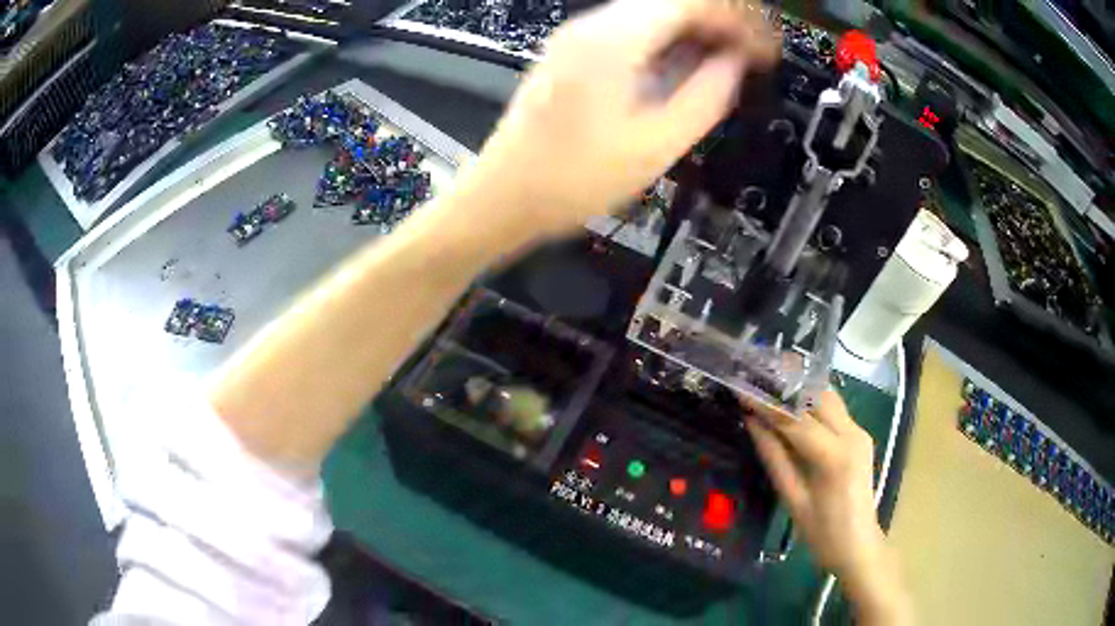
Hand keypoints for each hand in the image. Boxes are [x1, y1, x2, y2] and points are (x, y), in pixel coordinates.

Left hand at [461, 0, 777, 238]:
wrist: (503, 196)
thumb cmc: (573, 180)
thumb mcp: (656, 145)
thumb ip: (706, 96)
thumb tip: (734, 65)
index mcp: (614, 41)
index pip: (691, 2)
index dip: (736, 19)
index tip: (763, 48)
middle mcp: (591, 26)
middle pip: (670, 1)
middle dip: (719, 22)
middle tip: (751, 56)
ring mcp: (576, 37)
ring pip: (651, 13)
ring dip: (693, 30)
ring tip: (726, 63)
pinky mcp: (571, 53)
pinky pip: (630, 30)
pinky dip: (665, 40)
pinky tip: (682, 67)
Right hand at [743, 390, 912, 624]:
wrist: (858, 545)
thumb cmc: (821, 533)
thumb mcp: (792, 498)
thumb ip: (773, 457)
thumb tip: (752, 422)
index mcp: (835, 456)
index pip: (796, 419)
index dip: (767, 403)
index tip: (741, 388)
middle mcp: (852, 434)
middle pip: (817, 396)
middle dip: (786, 384)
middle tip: (755, 378)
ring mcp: (859, 432)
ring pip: (828, 397)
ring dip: (800, 389)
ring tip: (770, 385)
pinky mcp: (860, 435)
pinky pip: (834, 410)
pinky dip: (811, 403)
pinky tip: (793, 405)